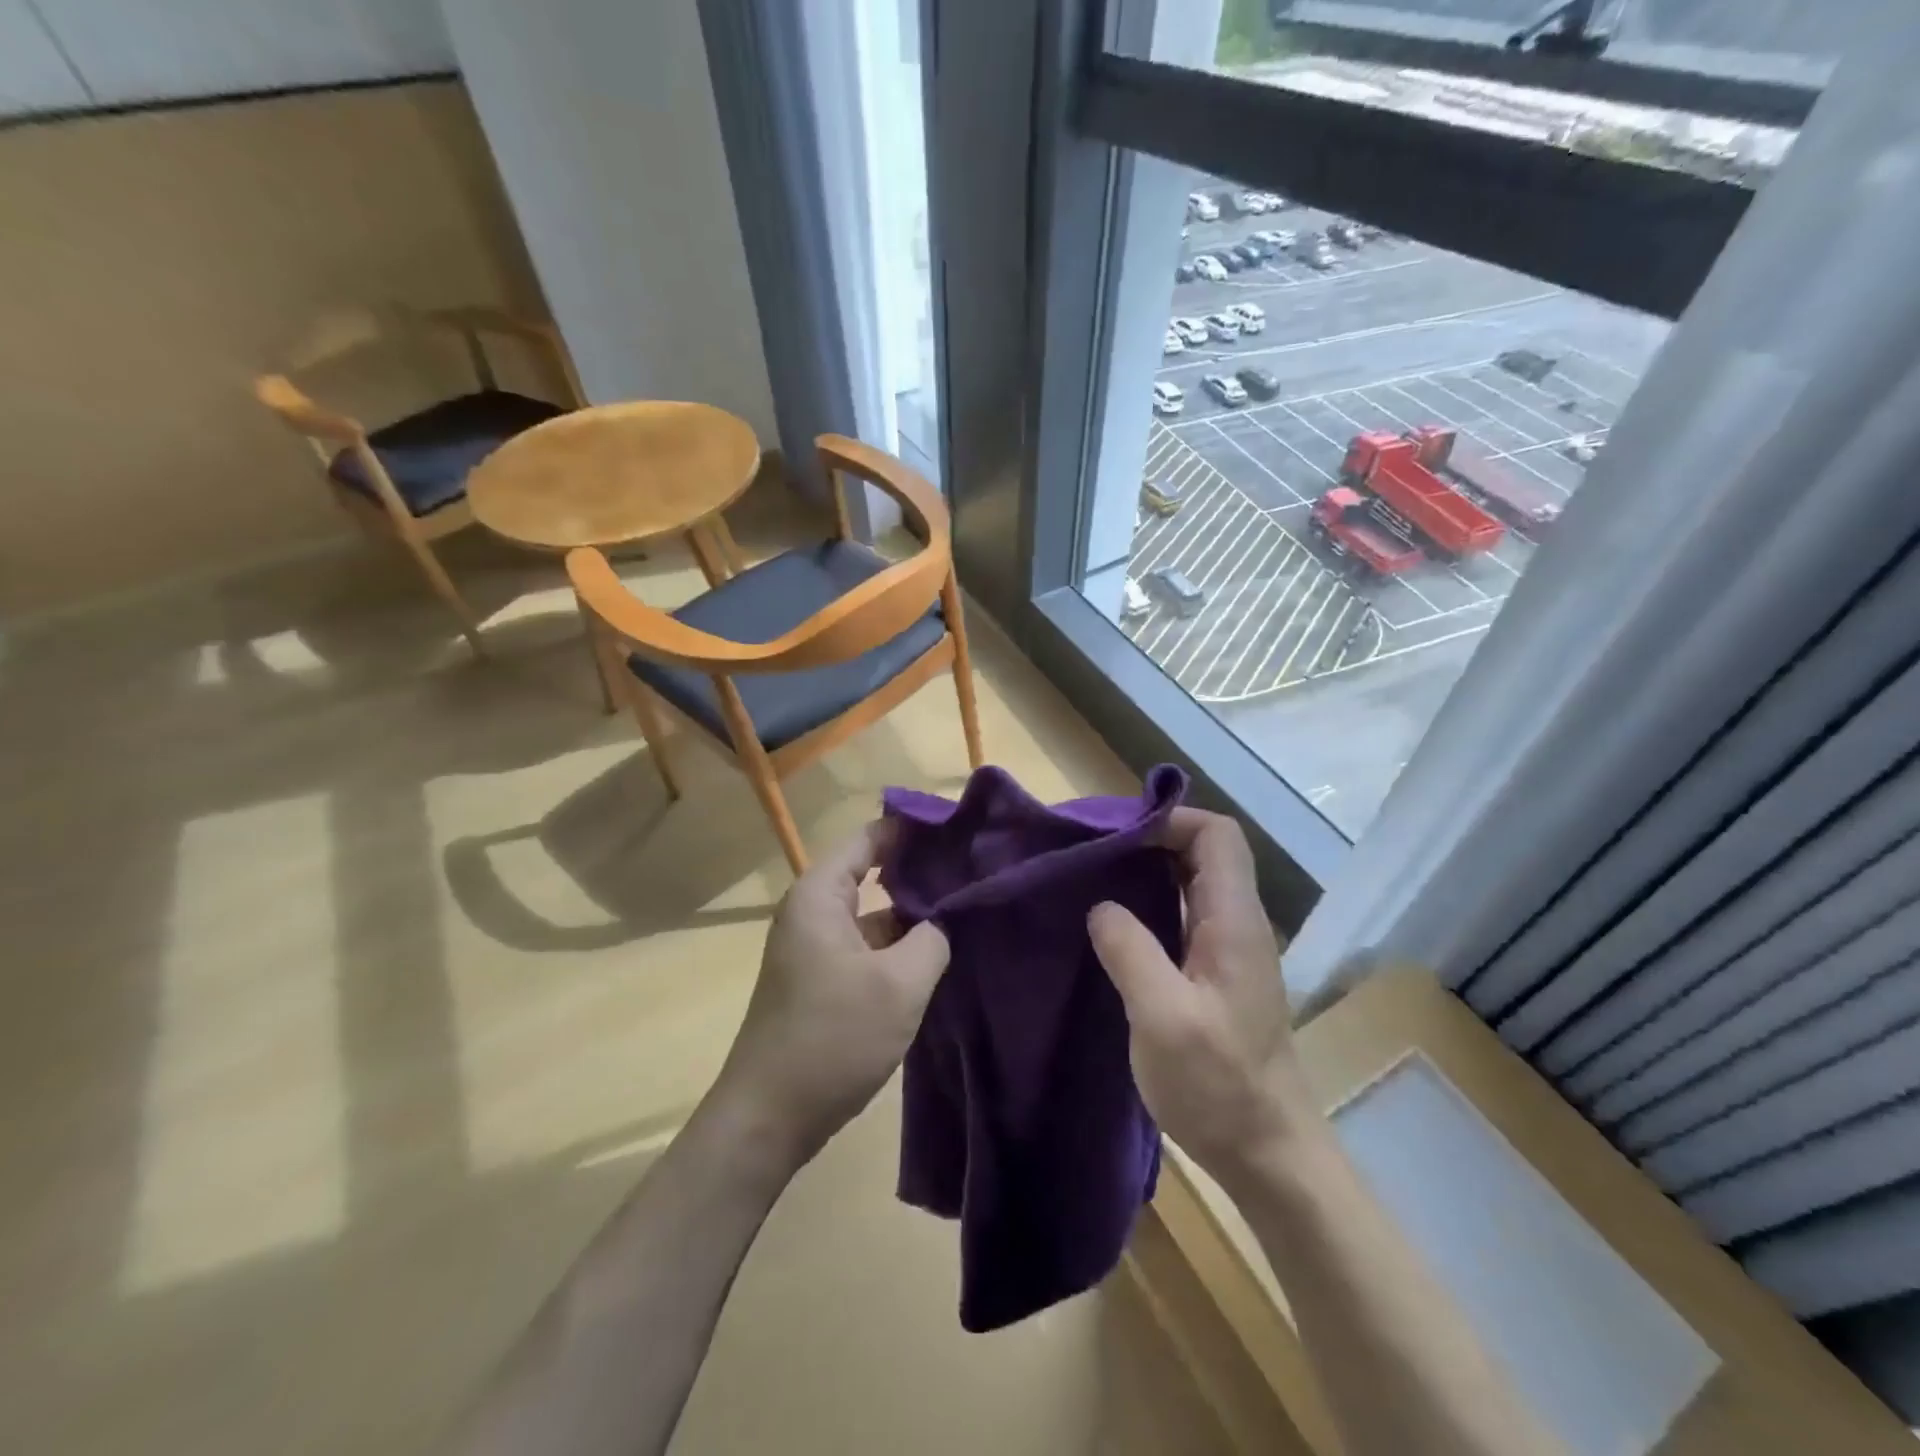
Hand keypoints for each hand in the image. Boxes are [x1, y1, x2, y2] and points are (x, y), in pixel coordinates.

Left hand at [710, 822, 949, 1170]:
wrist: (769, 1118)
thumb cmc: (832, 1038)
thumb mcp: (899, 985)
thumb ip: (933, 938)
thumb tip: (948, 917)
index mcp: (820, 895)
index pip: (871, 837)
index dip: (914, 828)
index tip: (960, 828)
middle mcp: (814, 912)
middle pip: (872, 872)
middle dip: (920, 870)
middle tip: (974, 868)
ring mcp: (817, 948)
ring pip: (873, 913)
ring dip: (913, 911)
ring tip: (966, 906)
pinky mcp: (824, 980)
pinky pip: (867, 945)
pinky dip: (899, 944)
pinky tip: (939, 952)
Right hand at [1088, 808, 1315, 1186]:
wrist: (1268, 1152)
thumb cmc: (1218, 1085)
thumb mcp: (1162, 1017)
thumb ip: (1130, 950)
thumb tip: (1101, 905)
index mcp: (1233, 921)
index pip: (1216, 835)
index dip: (1170, 820)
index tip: (1115, 834)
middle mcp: (1238, 924)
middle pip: (1204, 852)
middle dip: (1150, 839)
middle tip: (1093, 851)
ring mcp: (1229, 950)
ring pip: (1191, 883)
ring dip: (1146, 871)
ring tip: (1093, 878)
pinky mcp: (1216, 974)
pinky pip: (1182, 915)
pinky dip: (1149, 903)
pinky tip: (1113, 924)